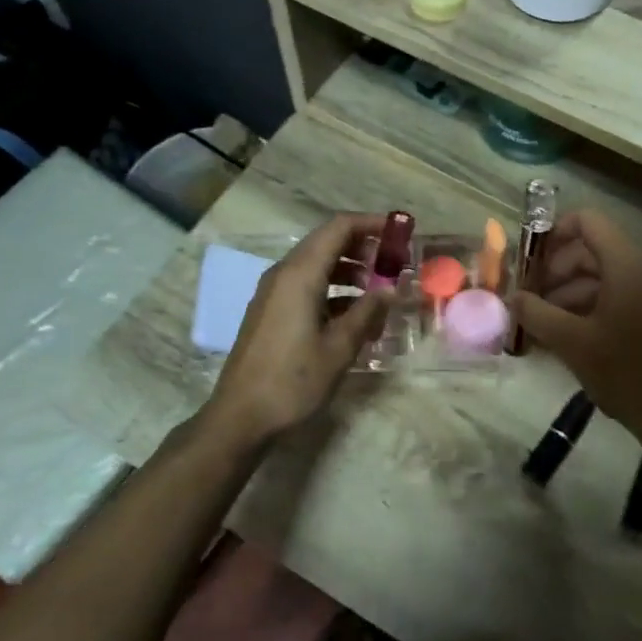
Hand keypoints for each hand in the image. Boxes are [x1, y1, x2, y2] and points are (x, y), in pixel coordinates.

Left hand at [207, 213, 390, 442]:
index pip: (338, 228)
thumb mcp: (339, 348)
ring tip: (380, 291)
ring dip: (350, 270)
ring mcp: (273, 293)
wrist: (241, 416)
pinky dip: (333, 291)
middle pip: (327, 243)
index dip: (371, 224)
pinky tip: (355, 315)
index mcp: (300, 275)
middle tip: (395, 263)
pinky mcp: (271, 312)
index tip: (401, 233)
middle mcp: (283, 274)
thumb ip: (367, 312)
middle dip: (363, 247)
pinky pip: (306, 287)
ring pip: (317, 266)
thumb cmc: (294, 380)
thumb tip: (390, 289)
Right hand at [512, 210, 641, 442]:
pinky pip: (621, 295)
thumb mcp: (571, 343)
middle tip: (531, 298)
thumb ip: (536, 313)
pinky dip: (592, 305)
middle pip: (594, 249)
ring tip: (544, 322)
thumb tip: (512, 297)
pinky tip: (570, 335)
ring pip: (606, 275)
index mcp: (628, 265)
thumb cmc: (624, 373)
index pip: (588, 221)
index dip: (554, 232)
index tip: (529, 261)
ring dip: (571, 291)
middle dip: (557, 269)